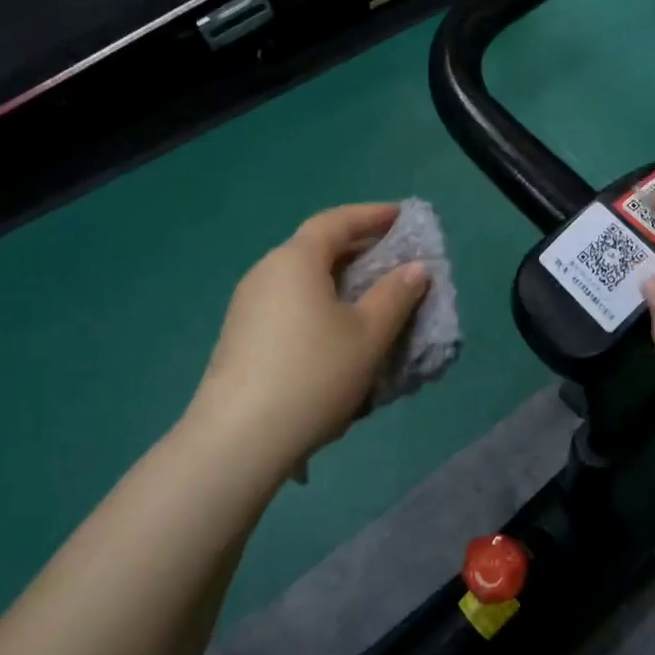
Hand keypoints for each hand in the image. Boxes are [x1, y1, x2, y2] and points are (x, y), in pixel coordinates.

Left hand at [181, 204, 429, 481]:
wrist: (239, 439)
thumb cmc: (314, 374)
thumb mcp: (369, 335)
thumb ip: (396, 295)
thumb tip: (415, 269)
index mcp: (295, 260)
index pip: (336, 221)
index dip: (371, 215)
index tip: (401, 217)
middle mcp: (265, 273)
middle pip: (315, 248)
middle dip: (356, 250)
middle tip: (391, 261)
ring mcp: (247, 306)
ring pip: (301, 281)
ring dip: (337, 283)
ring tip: (368, 302)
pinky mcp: (240, 337)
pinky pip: (288, 306)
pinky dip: (317, 307)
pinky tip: (335, 337)